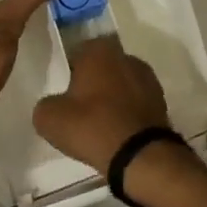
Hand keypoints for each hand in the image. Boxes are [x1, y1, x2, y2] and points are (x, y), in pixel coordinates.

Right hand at [33, 35, 171, 172]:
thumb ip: (46, 105)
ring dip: (112, 98)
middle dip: (93, 83)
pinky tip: (118, 133)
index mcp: (98, 50)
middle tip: (80, 109)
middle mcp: (125, 56)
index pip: (78, 53)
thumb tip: (53, 106)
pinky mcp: (161, 101)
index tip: (65, 94)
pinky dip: (127, 112)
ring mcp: (147, 78)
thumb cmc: (91, 126)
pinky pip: (136, 103)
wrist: (139, 155)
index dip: (70, 73)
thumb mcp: (49, 119)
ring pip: (121, 84)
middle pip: (102, 67)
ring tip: (100, 125)